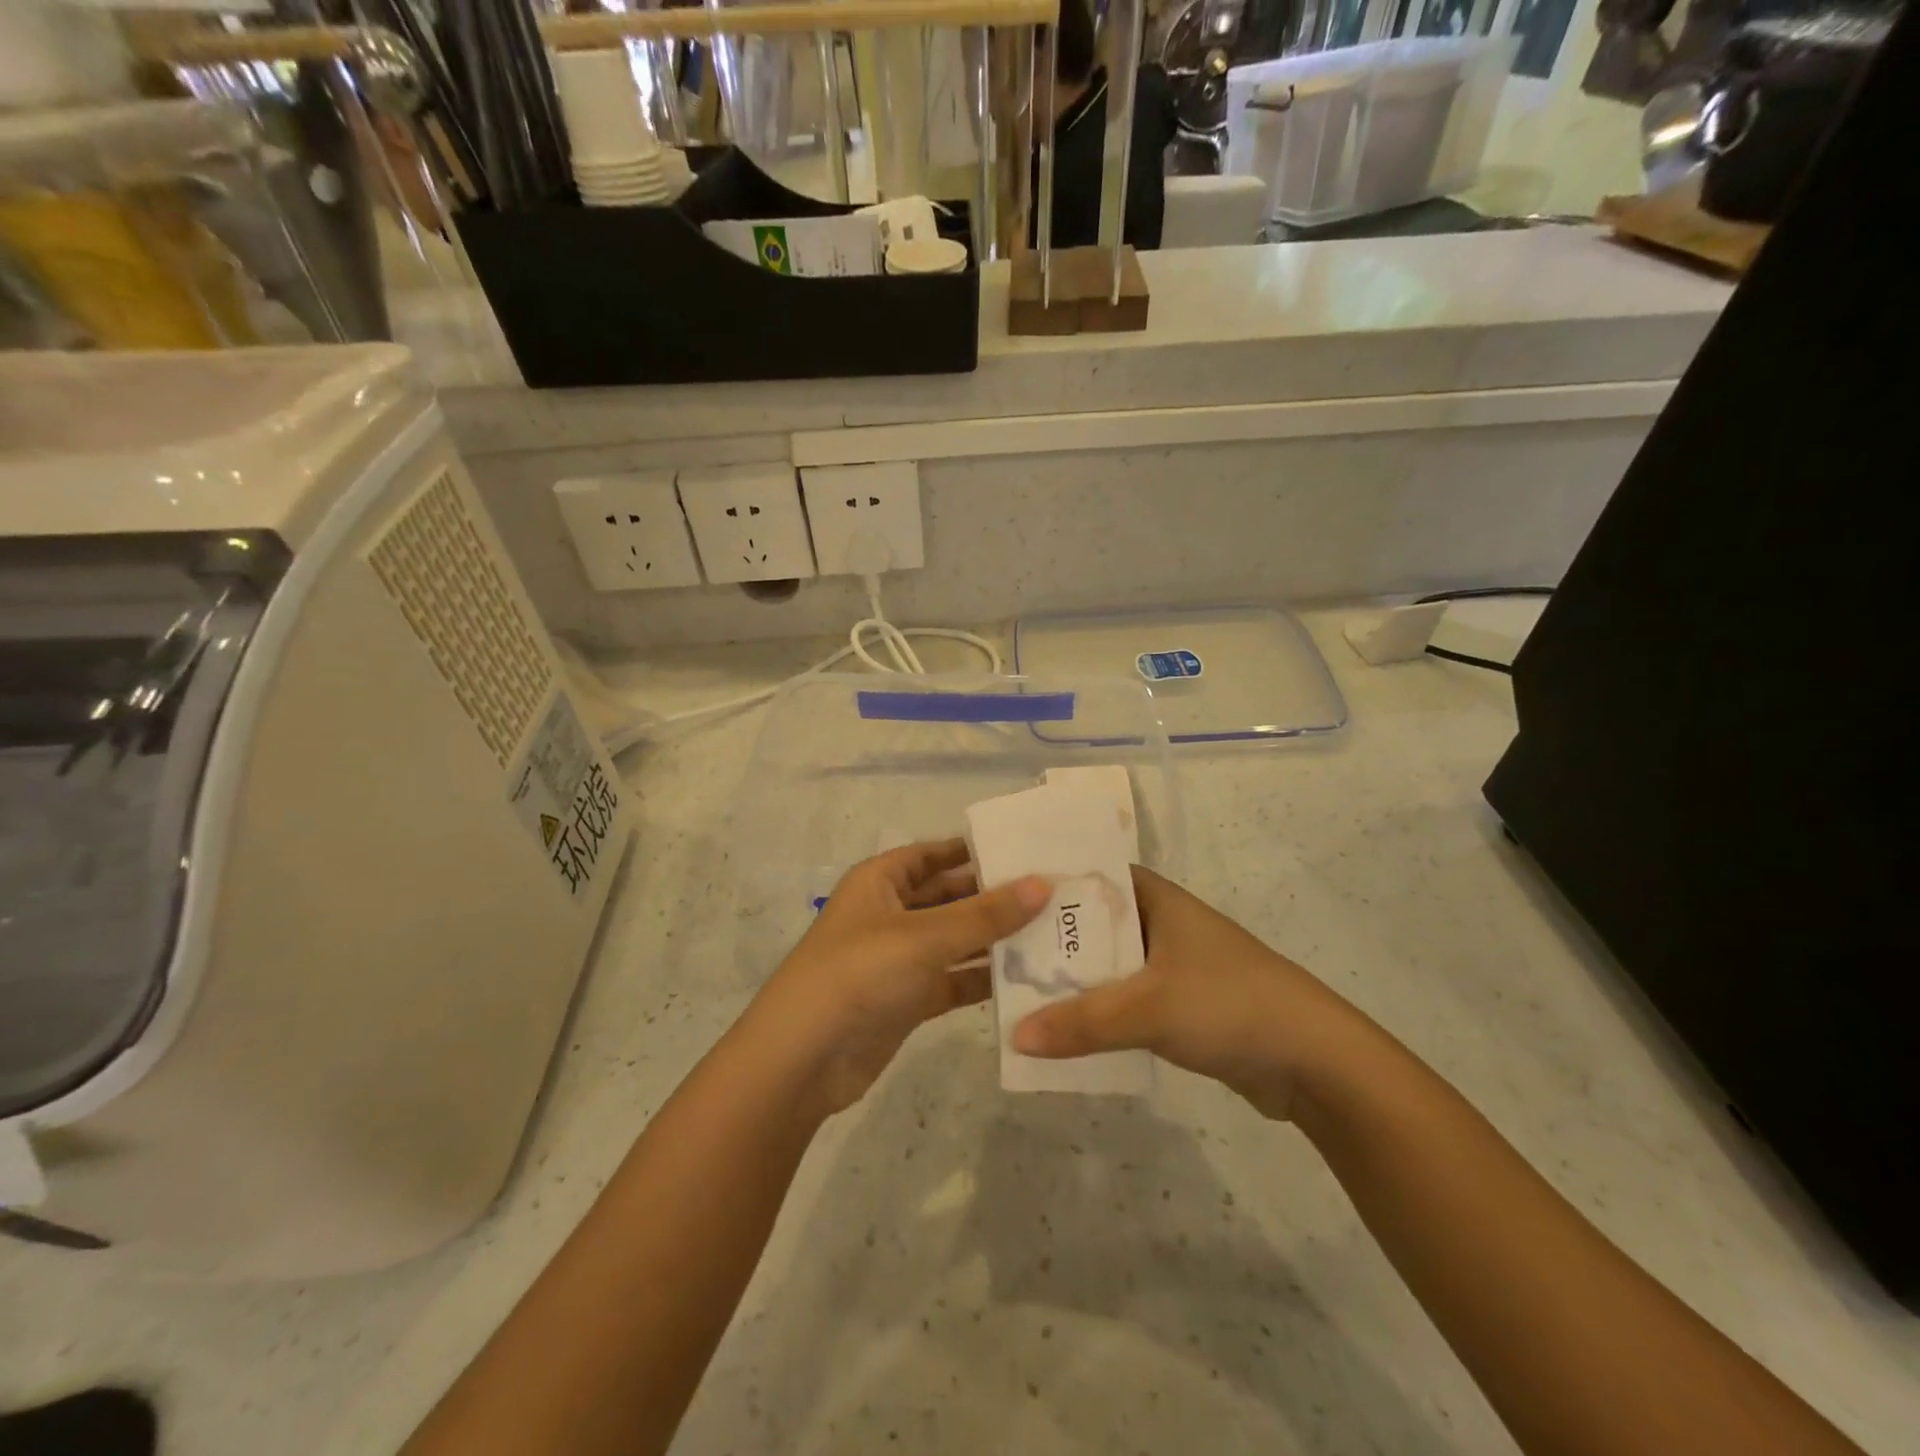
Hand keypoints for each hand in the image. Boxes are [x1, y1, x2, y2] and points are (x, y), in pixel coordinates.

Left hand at [745, 840, 1049, 1118]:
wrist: (803, 1059)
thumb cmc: (859, 974)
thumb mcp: (924, 937)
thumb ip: (985, 914)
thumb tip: (1043, 884)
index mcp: (881, 881)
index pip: (935, 853)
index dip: (975, 850)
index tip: (1027, 849)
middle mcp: (891, 913)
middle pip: (950, 896)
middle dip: (995, 896)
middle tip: (1054, 893)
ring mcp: (900, 958)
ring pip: (956, 940)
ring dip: (995, 939)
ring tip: (1054, 933)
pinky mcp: (909, 999)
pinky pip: (954, 980)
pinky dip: (983, 980)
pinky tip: (1029, 979)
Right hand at [1010, 866, 1379, 1119]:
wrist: (1313, 1060)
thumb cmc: (1229, 1004)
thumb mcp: (1148, 1008)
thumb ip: (1081, 1022)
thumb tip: (1015, 1035)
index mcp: (1154, 897)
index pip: (1086, 875)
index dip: (1044, 884)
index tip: (997, 897)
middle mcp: (1158, 922)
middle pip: (1089, 923)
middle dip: (1048, 940)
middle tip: (994, 953)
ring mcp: (1168, 964)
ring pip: (1104, 965)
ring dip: (1069, 981)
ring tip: (1014, 992)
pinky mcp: (1176, 1004)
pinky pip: (1121, 1000)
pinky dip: (1094, 1011)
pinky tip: (1059, 1029)